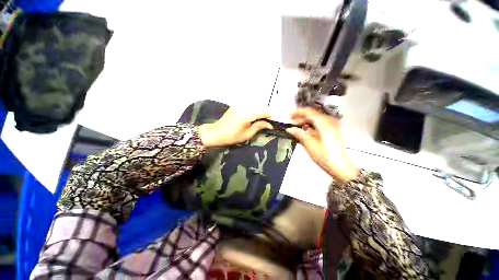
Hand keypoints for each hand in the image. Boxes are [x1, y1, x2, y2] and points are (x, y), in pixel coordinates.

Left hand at [198, 107, 272, 147]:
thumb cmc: (231, 136)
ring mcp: (238, 105)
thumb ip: (259, 127)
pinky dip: (251, 110)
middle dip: (263, 114)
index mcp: (247, 115)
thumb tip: (269, 124)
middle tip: (266, 122)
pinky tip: (251, 116)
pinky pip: (247, 105)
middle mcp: (243, 107)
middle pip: (259, 107)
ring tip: (259, 120)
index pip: (262, 112)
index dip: (268, 116)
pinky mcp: (235, 105)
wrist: (216, 132)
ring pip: (253, 106)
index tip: (272, 121)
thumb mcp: (247, 134)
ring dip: (258, 112)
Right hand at [286, 107, 358, 181]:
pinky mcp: (331, 132)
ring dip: (305, 121)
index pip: (309, 112)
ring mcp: (331, 127)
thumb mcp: (309, 144)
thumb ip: (299, 134)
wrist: (340, 167)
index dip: (298, 112)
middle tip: (291, 120)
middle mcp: (329, 122)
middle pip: (313, 115)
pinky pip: (319, 125)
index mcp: (324, 123)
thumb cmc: (324, 155)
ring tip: (296, 126)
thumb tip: (289, 129)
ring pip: (316, 120)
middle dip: (301, 117)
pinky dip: (310, 126)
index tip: (289, 114)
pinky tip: (304, 131)